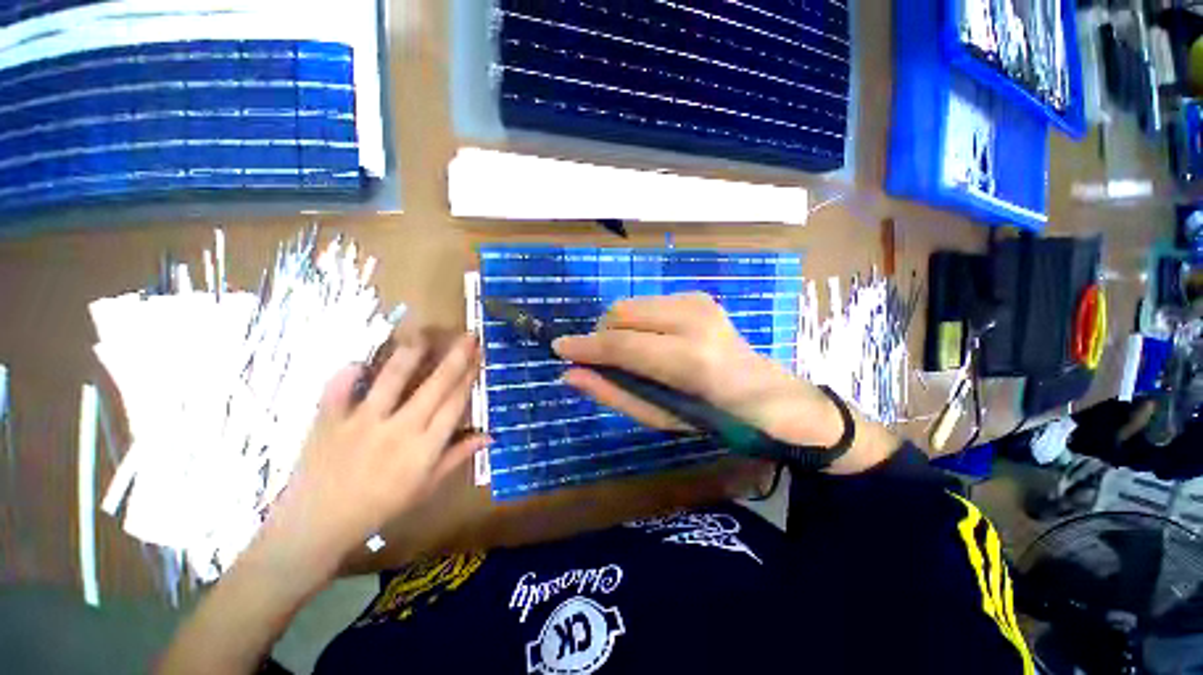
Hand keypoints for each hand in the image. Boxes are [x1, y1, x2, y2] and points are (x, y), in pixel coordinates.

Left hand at [261, 332, 487, 574]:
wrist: (316, 526)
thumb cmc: (379, 507)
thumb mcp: (425, 487)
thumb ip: (457, 456)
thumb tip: (489, 436)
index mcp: (424, 448)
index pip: (455, 404)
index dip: (470, 377)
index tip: (479, 357)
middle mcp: (399, 430)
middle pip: (434, 386)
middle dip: (455, 358)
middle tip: (468, 336)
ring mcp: (361, 423)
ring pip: (391, 380)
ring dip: (410, 354)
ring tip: (422, 335)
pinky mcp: (328, 421)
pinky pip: (337, 390)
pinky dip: (347, 373)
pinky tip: (359, 360)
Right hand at [552, 293, 842, 448]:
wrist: (762, 392)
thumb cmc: (710, 416)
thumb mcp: (658, 417)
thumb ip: (613, 393)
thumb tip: (570, 374)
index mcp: (689, 359)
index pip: (621, 345)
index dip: (586, 347)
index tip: (559, 349)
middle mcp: (693, 320)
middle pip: (621, 313)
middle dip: (603, 335)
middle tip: (606, 360)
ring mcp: (697, 301)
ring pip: (631, 304)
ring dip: (620, 328)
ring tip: (633, 352)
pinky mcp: (697, 295)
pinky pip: (647, 303)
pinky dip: (638, 321)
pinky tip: (654, 341)